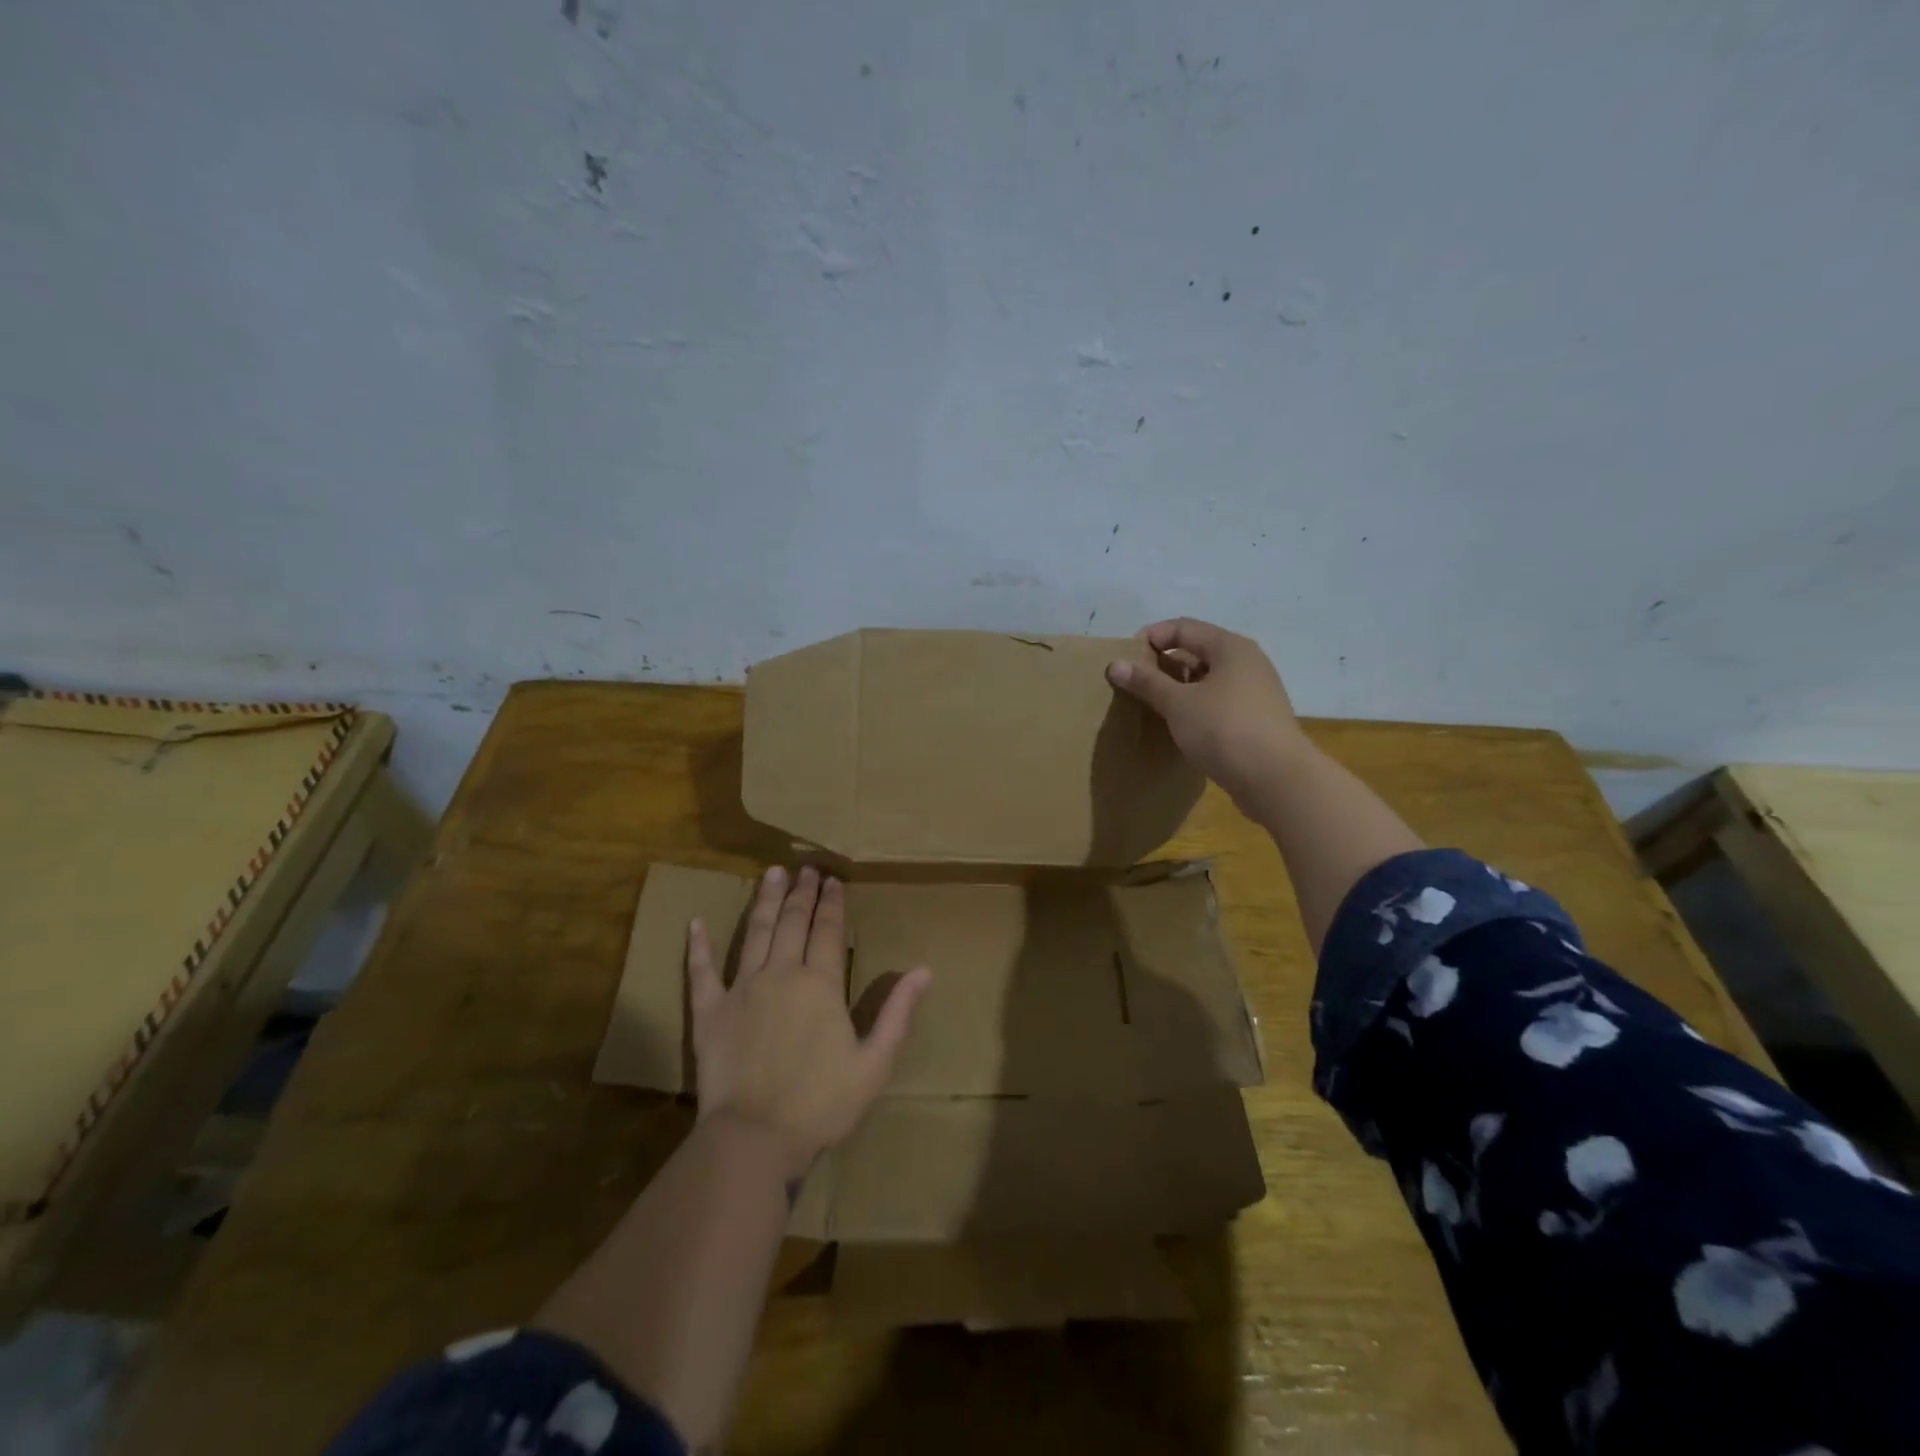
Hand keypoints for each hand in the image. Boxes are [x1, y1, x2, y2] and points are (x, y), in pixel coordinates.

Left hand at [687, 865, 929, 1178]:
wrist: (754, 1139)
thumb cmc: (821, 1104)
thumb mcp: (875, 1063)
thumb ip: (897, 1012)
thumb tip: (924, 970)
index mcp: (820, 984)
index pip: (828, 930)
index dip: (832, 903)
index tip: (833, 880)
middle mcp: (781, 974)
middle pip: (793, 922)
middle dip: (802, 893)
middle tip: (806, 868)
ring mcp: (741, 989)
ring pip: (756, 933)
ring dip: (765, 901)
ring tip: (772, 874)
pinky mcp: (709, 1011)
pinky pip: (702, 971)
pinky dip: (699, 945)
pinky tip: (696, 922)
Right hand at [1106, 617, 1309, 811]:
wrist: (1276, 779)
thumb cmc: (1224, 729)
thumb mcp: (1178, 703)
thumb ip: (1147, 682)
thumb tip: (1115, 664)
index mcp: (1230, 647)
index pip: (1183, 627)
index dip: (1151, 637)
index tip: (1125, 660)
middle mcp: (1246, 662)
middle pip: (1197, 651)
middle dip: (1163, 664)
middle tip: (1135, 684)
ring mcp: (1254, 692)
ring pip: (1208, 680)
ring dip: (1179, 688)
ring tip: (1152, 706)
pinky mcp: (1255, 720)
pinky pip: (1218, 703)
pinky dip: (1195, 707)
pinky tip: (1179, 726)